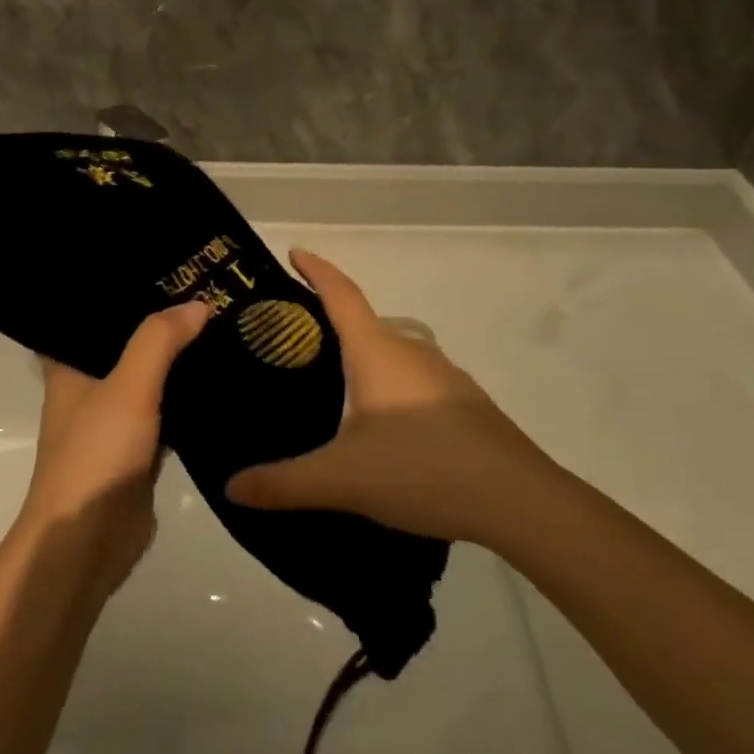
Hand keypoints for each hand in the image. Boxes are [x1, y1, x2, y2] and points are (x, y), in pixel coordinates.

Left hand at [19, 302, 210, 594]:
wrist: (87, 543)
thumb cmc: (95, 456)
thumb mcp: (127, 388)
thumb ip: (159, 341)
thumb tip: (198, 304)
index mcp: (68, 364)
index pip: (87, 311)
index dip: (116, 285)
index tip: (154, 261)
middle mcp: (88, 384)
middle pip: (124, 340)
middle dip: (157, 317)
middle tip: (201, 283)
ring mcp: (114, 417)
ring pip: (148, 373)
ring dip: (174, 354)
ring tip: (216, 316)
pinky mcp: (139, 446)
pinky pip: (166, 408)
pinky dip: (186, 393)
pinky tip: (219, 372)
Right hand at [226, 250, 556, 547]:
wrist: (519, 500)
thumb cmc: (422, 468)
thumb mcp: (343, 479)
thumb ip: (284, 483)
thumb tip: (233, 487)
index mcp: (377, 351)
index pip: (341, 294)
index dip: (316, 269)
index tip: (295, 253)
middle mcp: (410, 351)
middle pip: (365, 320)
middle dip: (332, 319)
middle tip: (296, 340)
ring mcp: (444, 375)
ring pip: (393, 351)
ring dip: (364, 354)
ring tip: (334, 383)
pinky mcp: (465, 403)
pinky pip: (415, 377)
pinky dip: (390, 383)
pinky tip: (384, 423)